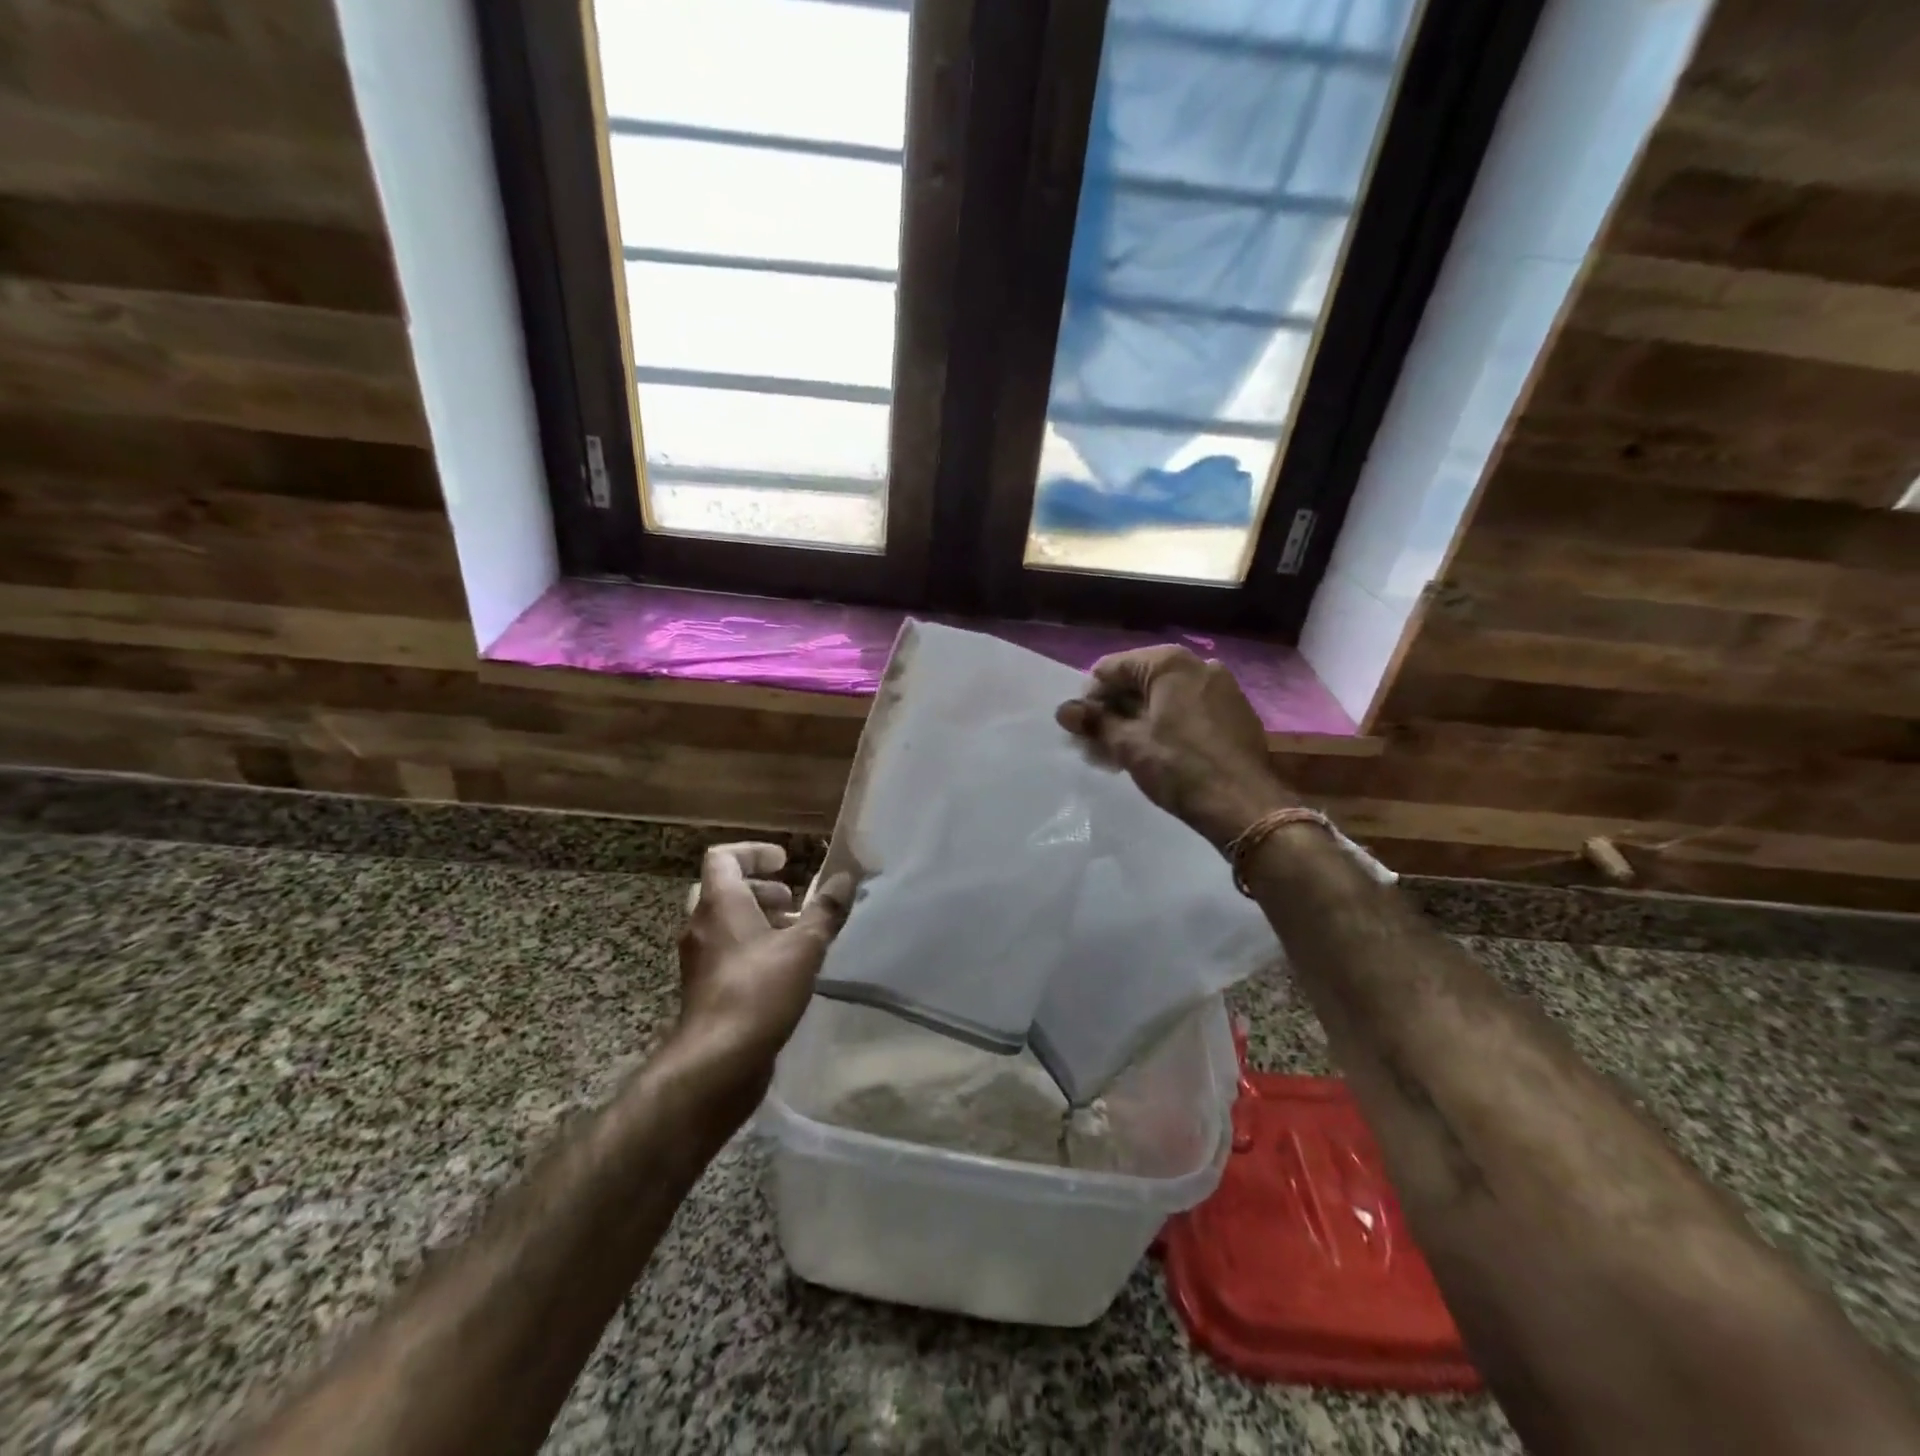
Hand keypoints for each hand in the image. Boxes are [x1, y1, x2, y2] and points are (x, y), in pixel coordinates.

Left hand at [674, 843, 851, 1099]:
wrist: (716, 1062)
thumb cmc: (759, 991)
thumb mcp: (804, 946)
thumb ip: (826, 910)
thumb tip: (845, 877)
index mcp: (720, 904)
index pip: (723, 857)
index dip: (754, 852)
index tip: (785, 861)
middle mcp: (701, 925)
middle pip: (722, 889)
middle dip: (759, 889)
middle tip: (791, 900)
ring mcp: (699, 959)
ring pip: (724, 923)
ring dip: (757, 920)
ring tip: (795, 934)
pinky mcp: (704, 988)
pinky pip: (725, 952)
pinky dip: (751, 947)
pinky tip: (783, 969)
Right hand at [1056, 646, 1297, 847]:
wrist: (1244, 805)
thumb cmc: (1179, 767)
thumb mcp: (1128, 745)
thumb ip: (1094, 721)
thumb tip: (1064, 709)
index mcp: (1170, 663)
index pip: (1112, 667)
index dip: (1090, 696)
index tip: (1082, 727)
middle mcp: (1199, 664)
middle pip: (1140, 679)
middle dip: (1115, 708)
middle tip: (1098, 741)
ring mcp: (1223, 687)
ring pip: (1165, 696)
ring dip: (1139, 717)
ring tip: (1123, 750)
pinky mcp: (1236, 712)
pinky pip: (1190, 708)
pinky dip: (1167, 722)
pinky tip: (1158, 751)